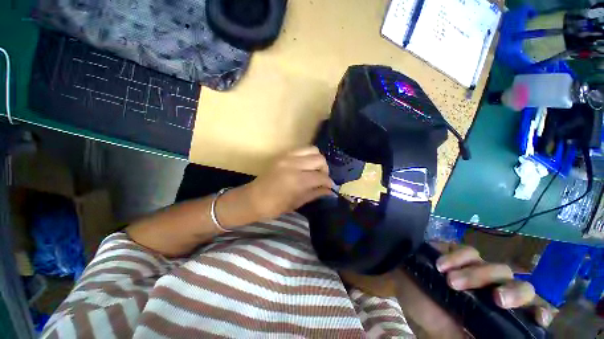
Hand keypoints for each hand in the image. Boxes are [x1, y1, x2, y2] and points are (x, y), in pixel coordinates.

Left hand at [246, 146, 333, 219]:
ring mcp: (287, 156)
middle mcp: (294, 164)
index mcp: (297, 180)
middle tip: (321, 178)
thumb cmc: (275, 206)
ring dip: (317, 160)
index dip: (328, 182)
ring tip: (314, 170)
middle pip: (319, 159)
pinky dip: (308, 155)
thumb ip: (315, 193)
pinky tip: (305, 165)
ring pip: (312, 149)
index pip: (321, 176)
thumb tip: (330, 190)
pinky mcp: (283, 154)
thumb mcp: (297, 202)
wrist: (253, 198)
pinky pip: (302, 149)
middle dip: (324, 169)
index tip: (330, 186)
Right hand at [394, 245, 553, 337]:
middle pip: (521, 285)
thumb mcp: (445, 335)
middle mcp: (490, 290)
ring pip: (496, 267)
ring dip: (476, 274)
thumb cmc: (423, 311)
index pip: (529, 311)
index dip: (539, 311)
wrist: (400, 282)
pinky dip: (457, 258)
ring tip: (450, 282)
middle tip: (496, 299)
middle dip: (515, 292)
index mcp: (493, 313)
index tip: (539, 318)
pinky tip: (440, 265)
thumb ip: (466, 338)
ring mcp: (474, 269)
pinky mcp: (456, 252)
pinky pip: (467, 250)